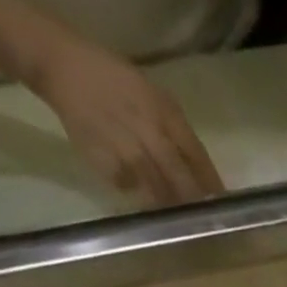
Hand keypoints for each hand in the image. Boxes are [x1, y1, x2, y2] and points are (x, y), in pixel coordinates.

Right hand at [27, 34, 224, 203]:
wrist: (64, 66)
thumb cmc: (117, 81)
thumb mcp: (155, 97)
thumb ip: (178, 132)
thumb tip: (201, 173)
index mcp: (165, 114)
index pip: (197, 157)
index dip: (212, 184)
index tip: (223, 204)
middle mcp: (150, 133)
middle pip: (181, 180)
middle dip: (194, 202)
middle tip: (204, 220)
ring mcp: (127, 150)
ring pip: (158, 191)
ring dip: (170, 206)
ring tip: (179, 220)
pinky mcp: (105, 161)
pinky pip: (129, 188)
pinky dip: (139, 198)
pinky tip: (145, 205)